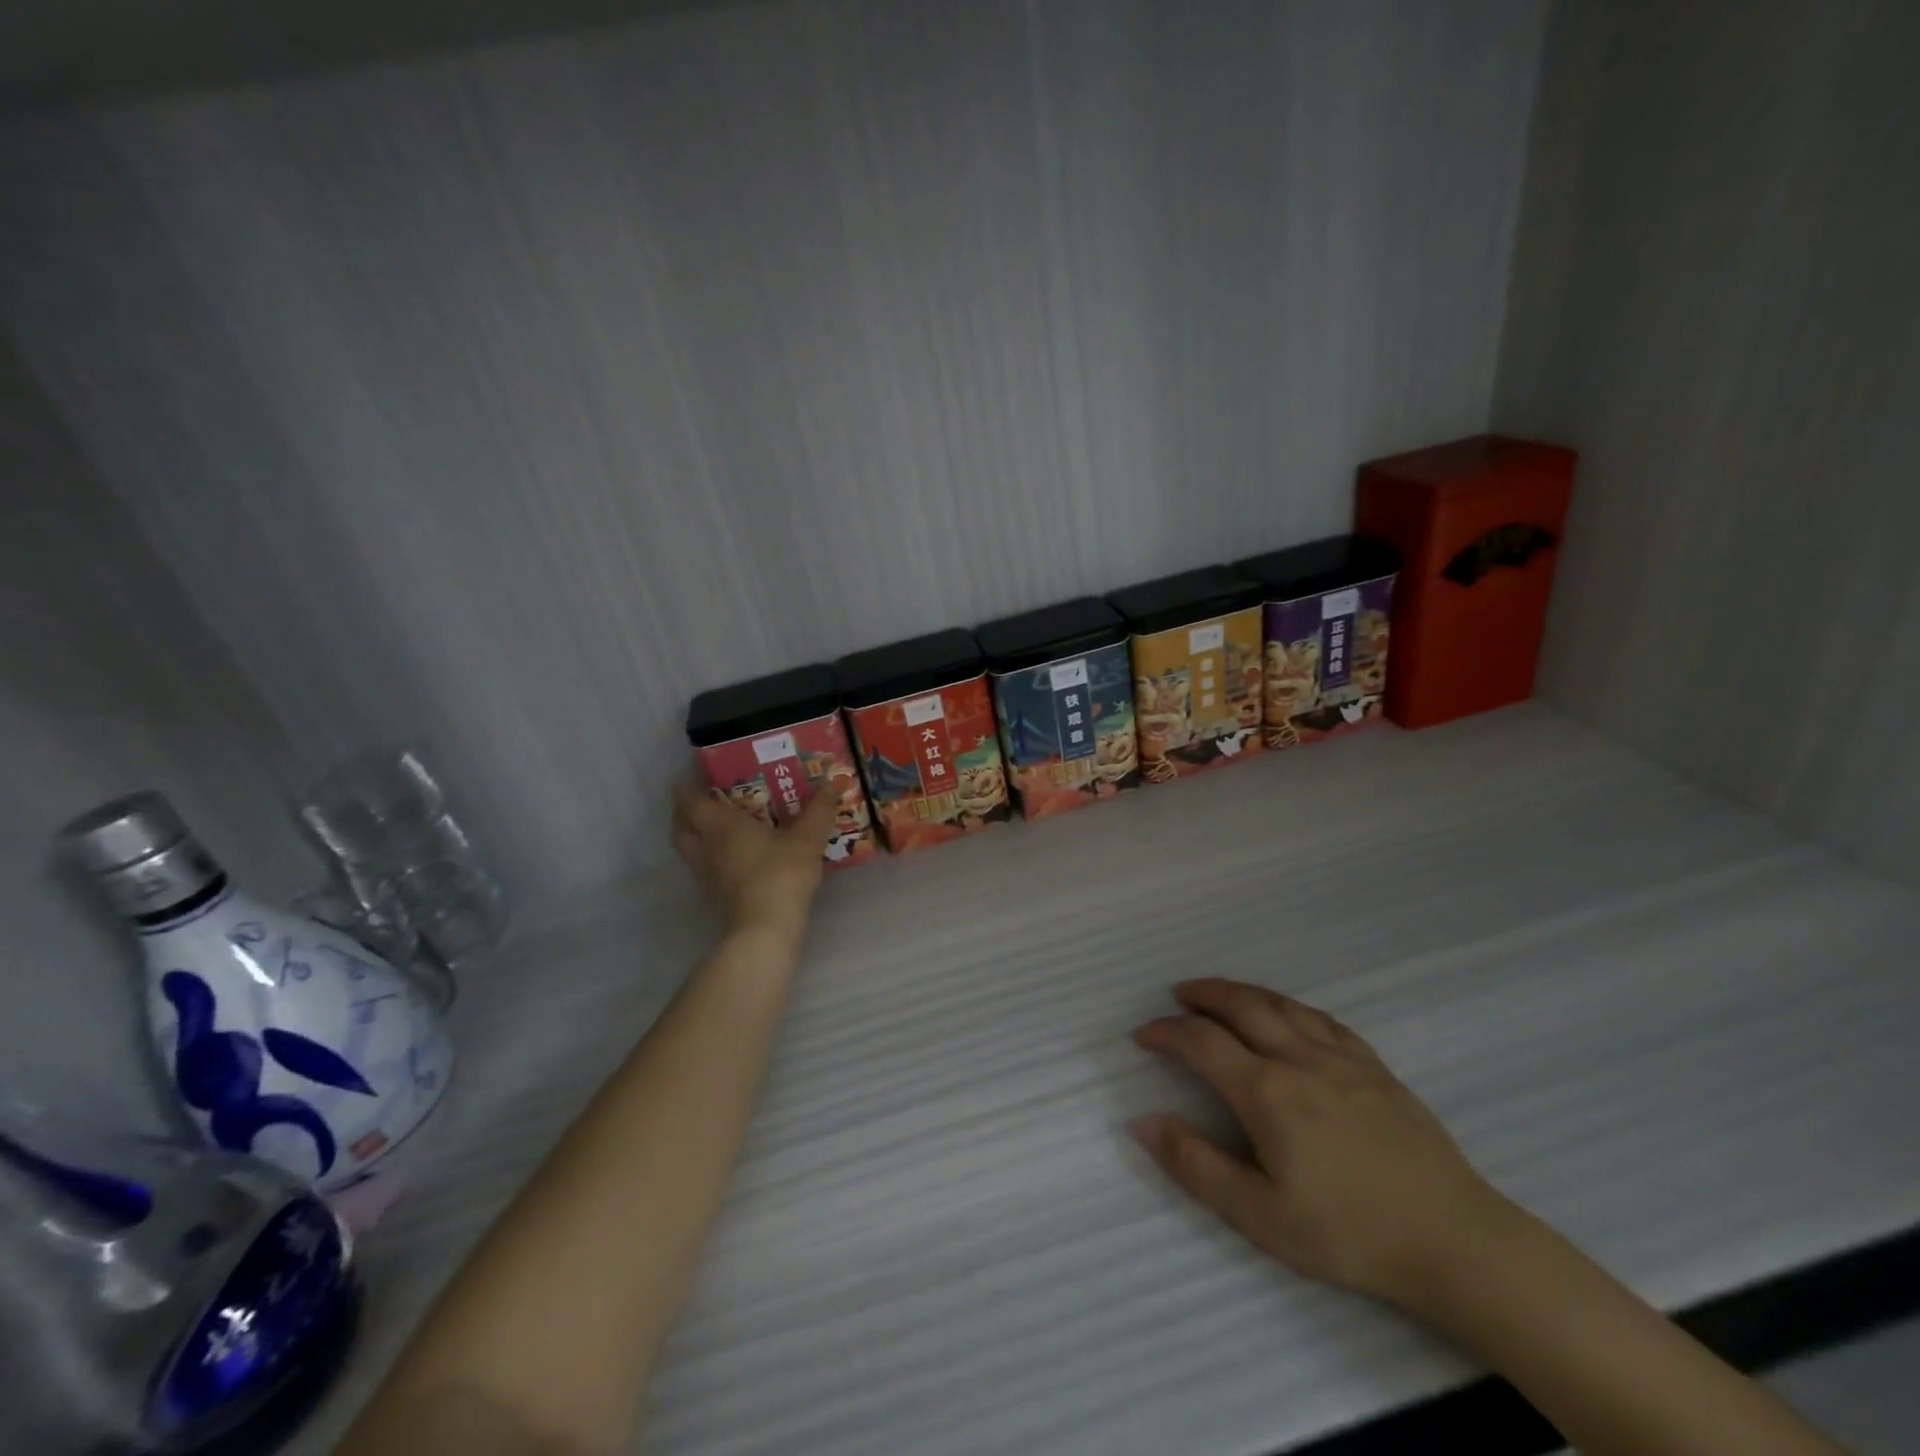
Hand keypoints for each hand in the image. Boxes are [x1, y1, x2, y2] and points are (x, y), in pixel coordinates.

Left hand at [672, 783, 836, 936]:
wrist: (766, 927)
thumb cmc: (781, 873)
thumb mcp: (807, 838)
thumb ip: (818, 810)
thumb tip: (829, 784)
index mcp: (720, 824)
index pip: (689, 800)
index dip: (686, 788)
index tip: (695, 778)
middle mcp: (705, 846)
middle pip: (680, 826)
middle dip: (686, 813)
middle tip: (705, 802)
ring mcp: (706, 874)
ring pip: (689, 849)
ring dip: (696, 837)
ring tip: (719, 829)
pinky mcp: (714, 895)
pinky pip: (704, 868)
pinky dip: (711, 858)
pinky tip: (734, 857)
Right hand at [1132, 978, 1518, 1310]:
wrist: (1457, 1243)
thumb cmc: (1350, 1234)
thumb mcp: (1262, 1216)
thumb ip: (1197, 1166)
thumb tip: (1144, 1122)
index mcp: (1267, 1092)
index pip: (1201, 1042)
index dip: (1166, 1032)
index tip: (1143, 1035)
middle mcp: (1299, 1059)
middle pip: (1241, 1006)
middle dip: (1203, 995)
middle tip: (1178, 995)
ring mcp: (1342, 1059)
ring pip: (1281, 1005)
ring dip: (1243, 992)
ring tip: (1221, 993)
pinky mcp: (1376, 1068)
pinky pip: (1323, 1020)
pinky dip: (1291, 1006)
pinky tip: (1288, 1015)